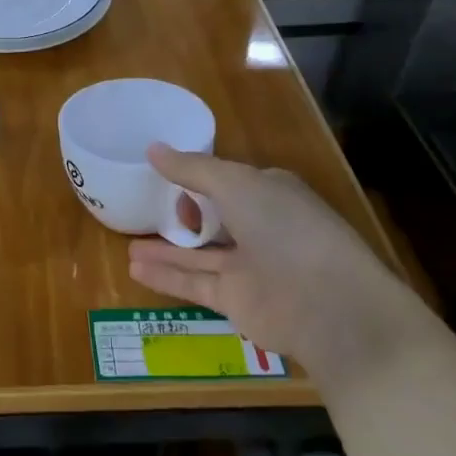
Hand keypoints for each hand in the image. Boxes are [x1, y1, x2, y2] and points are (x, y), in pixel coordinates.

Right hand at [128, 145, 388, 364]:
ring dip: (165, 249)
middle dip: (183, 215)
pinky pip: (194, 284)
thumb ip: (192, 169)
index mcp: (270, 194)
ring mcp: (249, 268)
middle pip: (214, 219)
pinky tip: (134, 268)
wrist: (328, 306)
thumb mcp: (235, 184)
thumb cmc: (285, 228)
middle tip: (147, 209)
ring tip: (126, 244)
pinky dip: (165, 276)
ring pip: (199, 254)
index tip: (167, 176)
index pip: (229, 181)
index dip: (199, 178)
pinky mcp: (237, 302)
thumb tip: (152, 149)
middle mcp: (261, 229)